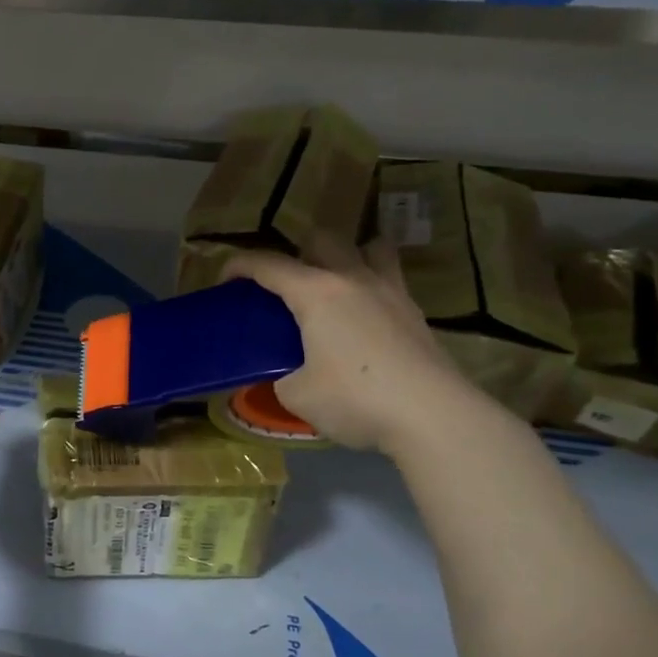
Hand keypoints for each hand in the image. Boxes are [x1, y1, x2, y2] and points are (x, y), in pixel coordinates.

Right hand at [223, 238, 487, 454]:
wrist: (432, 416)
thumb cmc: (355, 399)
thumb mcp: (296, 395)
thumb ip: (282, 376)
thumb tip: (286, 376)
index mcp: (316, 293)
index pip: (269, 264)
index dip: (240, 265)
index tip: (224, 278)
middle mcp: (353, 279)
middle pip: (322, 240)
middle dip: (297, 252)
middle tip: (286, 286)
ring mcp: (390, 291)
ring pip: (369, 247)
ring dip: (347, 255)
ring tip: (336, 285)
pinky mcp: (415, 312)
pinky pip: (389, 278)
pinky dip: (372, 284)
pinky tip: (365, 316)